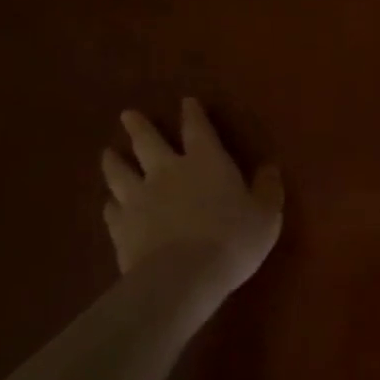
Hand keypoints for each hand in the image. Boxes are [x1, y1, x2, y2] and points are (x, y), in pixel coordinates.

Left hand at [101, 99, 284, 292]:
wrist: (182, 276)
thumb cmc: (232, 240)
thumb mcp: (266, 215)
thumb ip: (267, 190)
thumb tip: (270, 168)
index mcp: (206, 160)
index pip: (197, 128)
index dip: (192, 114)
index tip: (186, 102)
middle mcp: (167, 171)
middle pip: (148, 141)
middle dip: (139, 126)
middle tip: (127, 115)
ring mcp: (139, 198)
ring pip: (120, 172)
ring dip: (114, 161)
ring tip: (108, 153)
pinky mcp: (121, 226)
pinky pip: (111, 210)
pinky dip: (111, 204)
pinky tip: (109, 205)